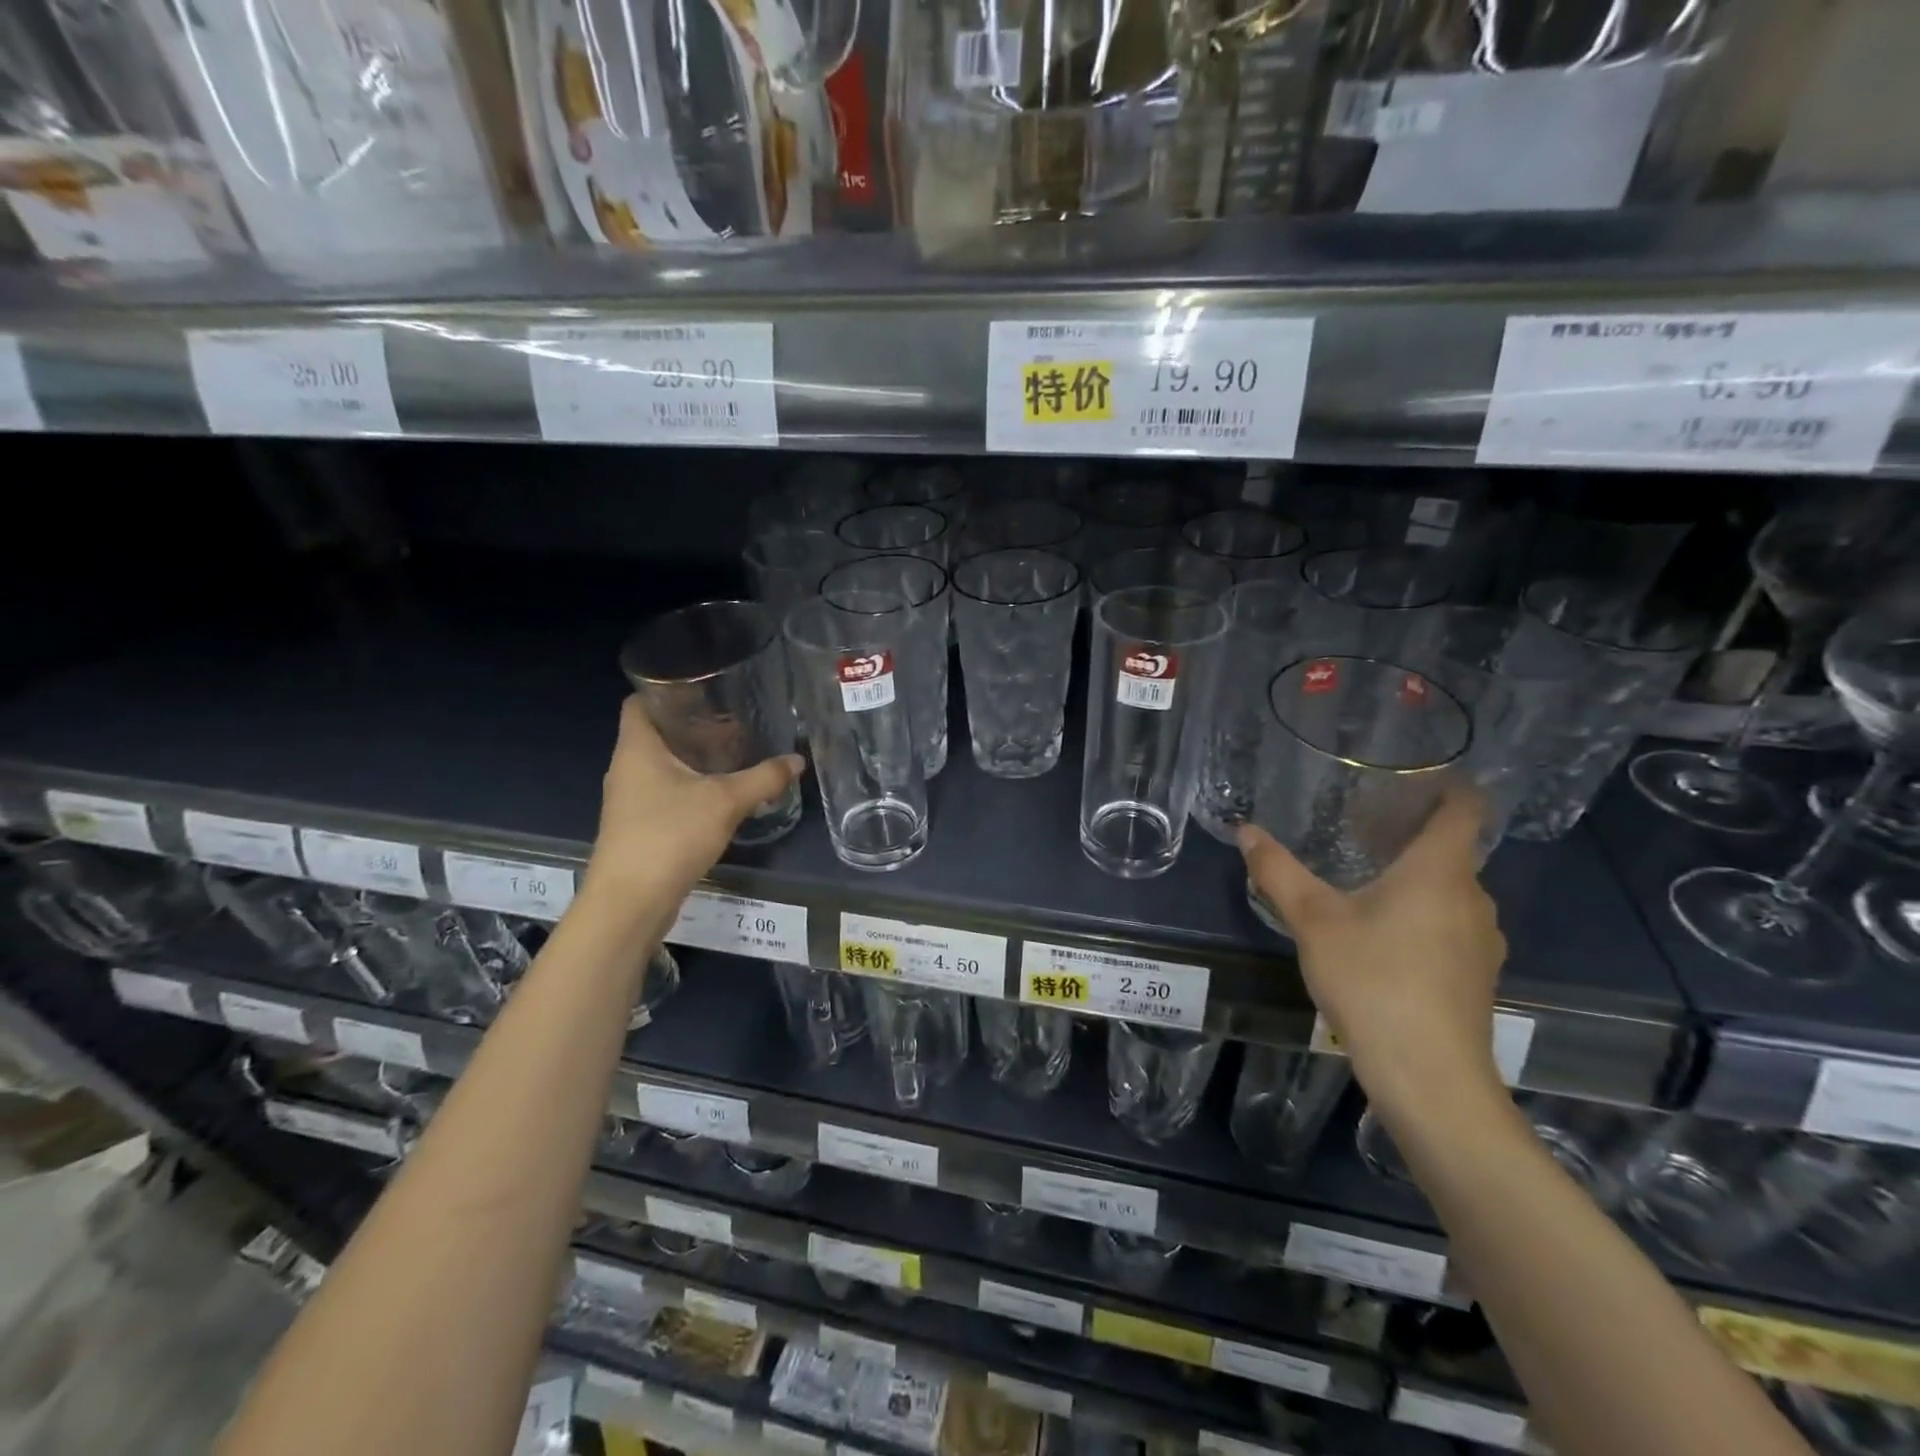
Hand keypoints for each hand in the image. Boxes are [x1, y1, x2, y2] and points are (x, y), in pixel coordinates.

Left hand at [586, 697, 805, 900]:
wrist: (631, 902)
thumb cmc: (670, 836)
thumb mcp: (726, 802)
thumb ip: (764, 778)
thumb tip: (796, 760)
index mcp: (637, 748)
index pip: (639, 701)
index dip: (665, 689)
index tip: (703, 686)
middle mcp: (626, 768)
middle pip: (655, 732)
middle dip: (692, 724)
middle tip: (733, 718)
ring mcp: (629, 799)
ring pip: (661, 764)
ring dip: (693, 757)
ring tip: (733, 751)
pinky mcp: (638, 825)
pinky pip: (664, 792)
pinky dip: (689, 785)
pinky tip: (720, 792)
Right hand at [1238, 787, 1506, 1110]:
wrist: (1430, 1078)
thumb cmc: (1373, 981)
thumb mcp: (1313, 921)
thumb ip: (1278, 871)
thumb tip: (1245, 829)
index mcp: (1440, 871)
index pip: (1464, 807)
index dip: (1447, 784)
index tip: (1411, 776)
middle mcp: (1473, 897)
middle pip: (1451, 849)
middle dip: (1409, 834)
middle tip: (1358, 827)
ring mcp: (1482, 940)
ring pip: (1449, 890)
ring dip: (1413, 878)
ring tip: (1363, 880)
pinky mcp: (1476, 975)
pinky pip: (1451, 924)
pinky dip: (1421, 914)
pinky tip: (1381, 936)